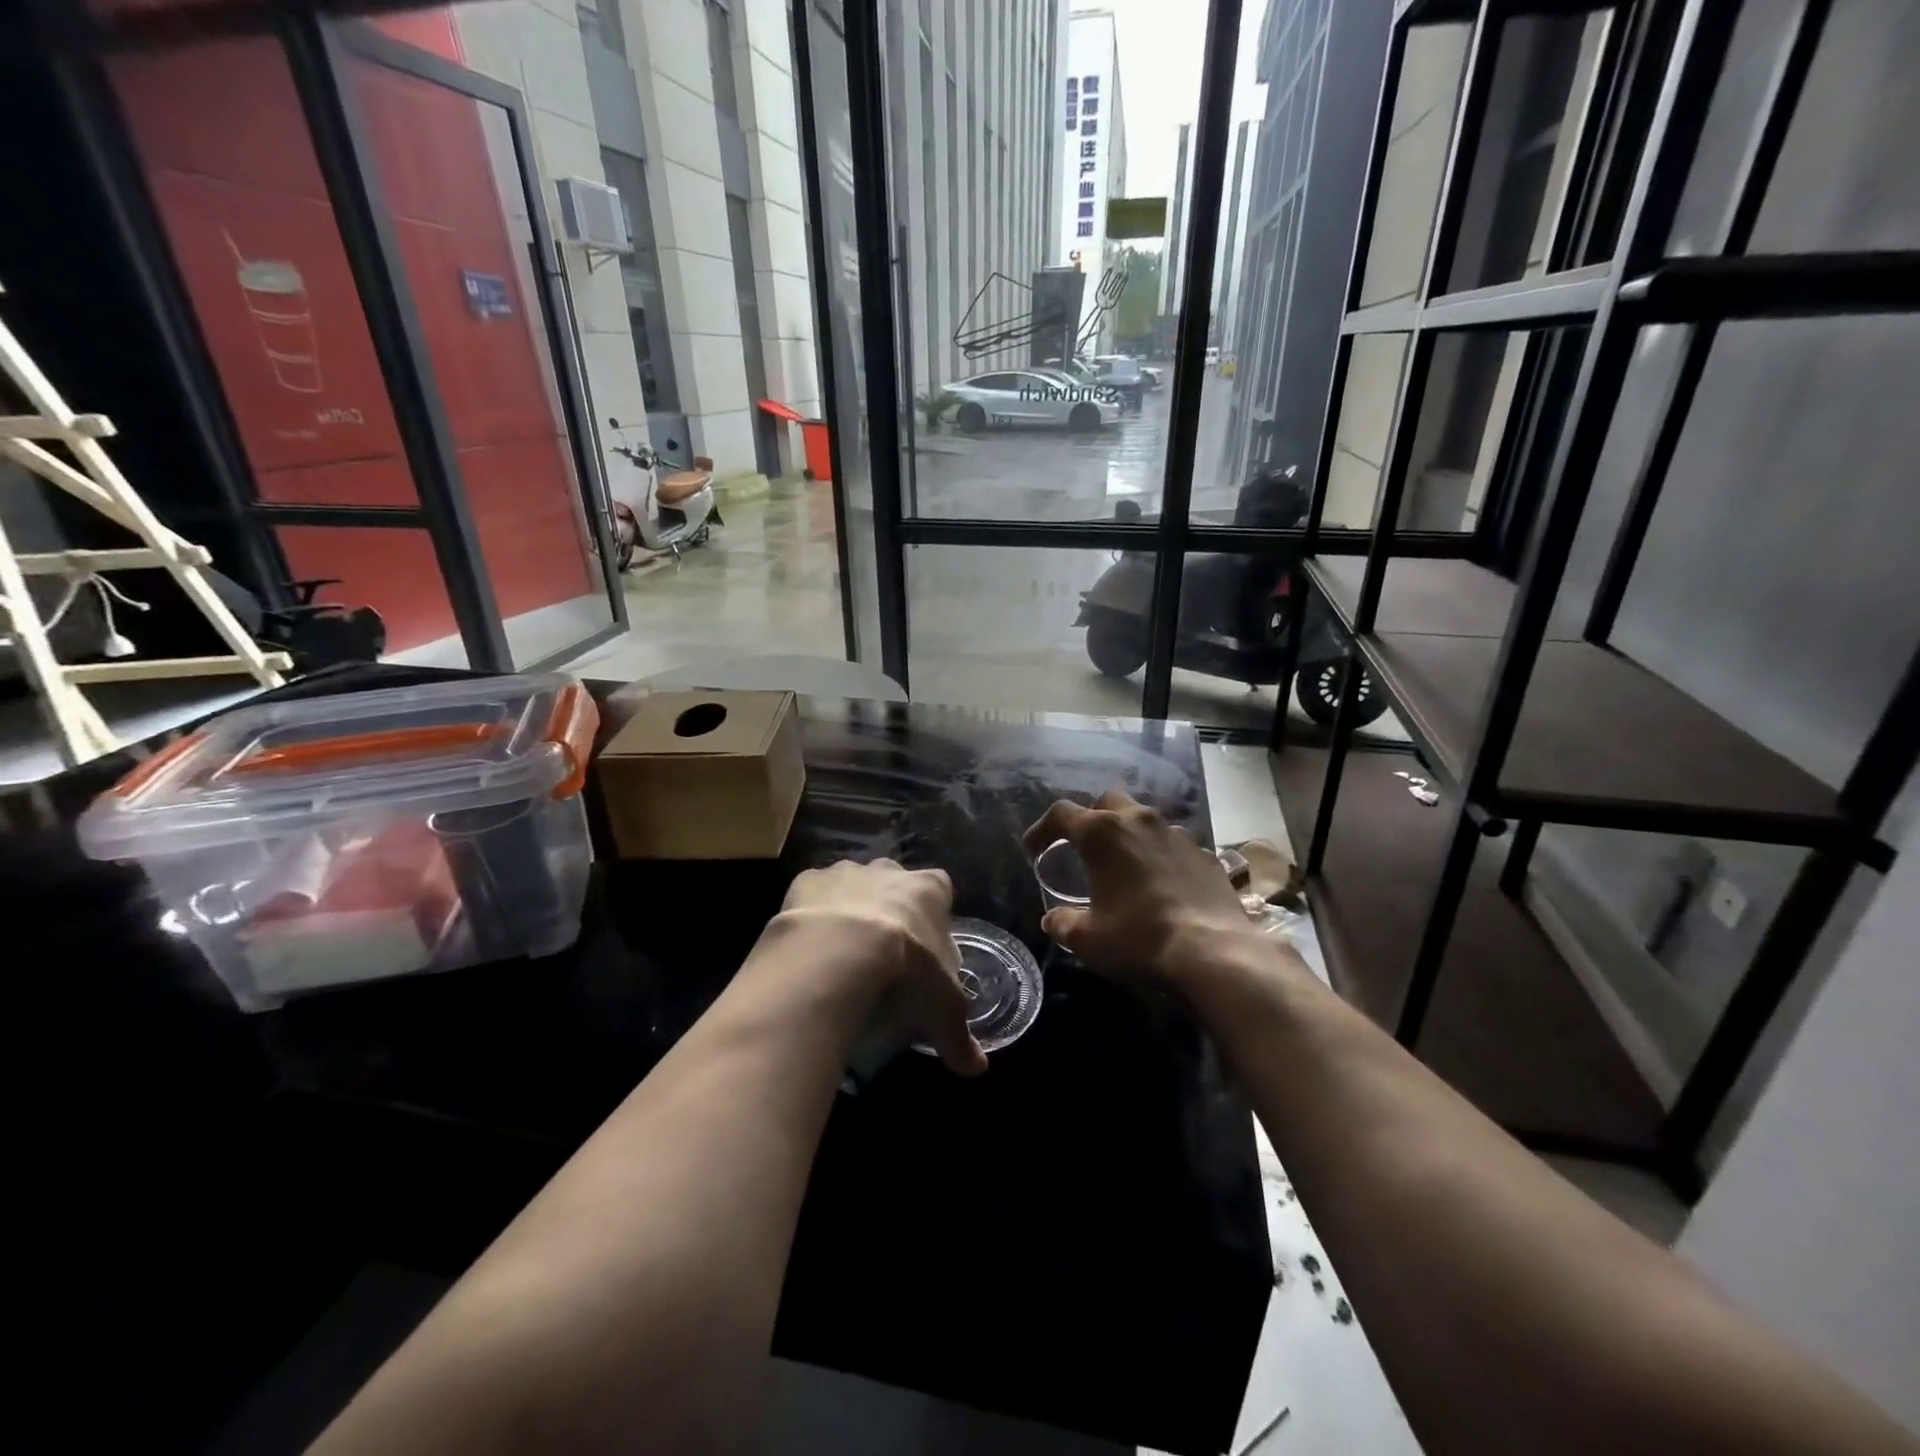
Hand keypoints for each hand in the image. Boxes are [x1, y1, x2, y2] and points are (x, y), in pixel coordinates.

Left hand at [778, 859, 987, 1075]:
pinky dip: (812, 916)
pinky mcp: (806, 881)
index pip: (940, 891)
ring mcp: (845, 872)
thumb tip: (976, 1069)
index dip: (933, 917)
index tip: (924, 949)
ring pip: (851, 884)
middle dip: (889, 908)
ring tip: (841, 954)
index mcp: (929, 889)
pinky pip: (812, 895)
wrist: (837, 952)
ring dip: (849, 909)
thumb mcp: (942, 1009)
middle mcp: (889, 871)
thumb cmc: (906, 970)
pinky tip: (809, 949)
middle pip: (893, 883)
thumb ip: (959, 1036)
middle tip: (882, 953)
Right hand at [1023, 789, 1260, 984]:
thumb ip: (1063, 923)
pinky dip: (1160, 855)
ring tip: (1124, 865)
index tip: (1034, 848)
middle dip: (1091, 818)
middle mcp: (1139, 821)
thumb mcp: (1088, 939)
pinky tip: (1161, 883)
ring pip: (1143, 820)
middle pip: (1106, 802)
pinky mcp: (1204, 853)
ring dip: (1128, 835)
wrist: (1213, 952)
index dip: (1042, 828)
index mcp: (1102, 833)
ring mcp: (1176, 834)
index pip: (1061, 814)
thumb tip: (1053, 919)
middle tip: (1083, 846)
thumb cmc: (1139, 938)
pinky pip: (1173, 844)